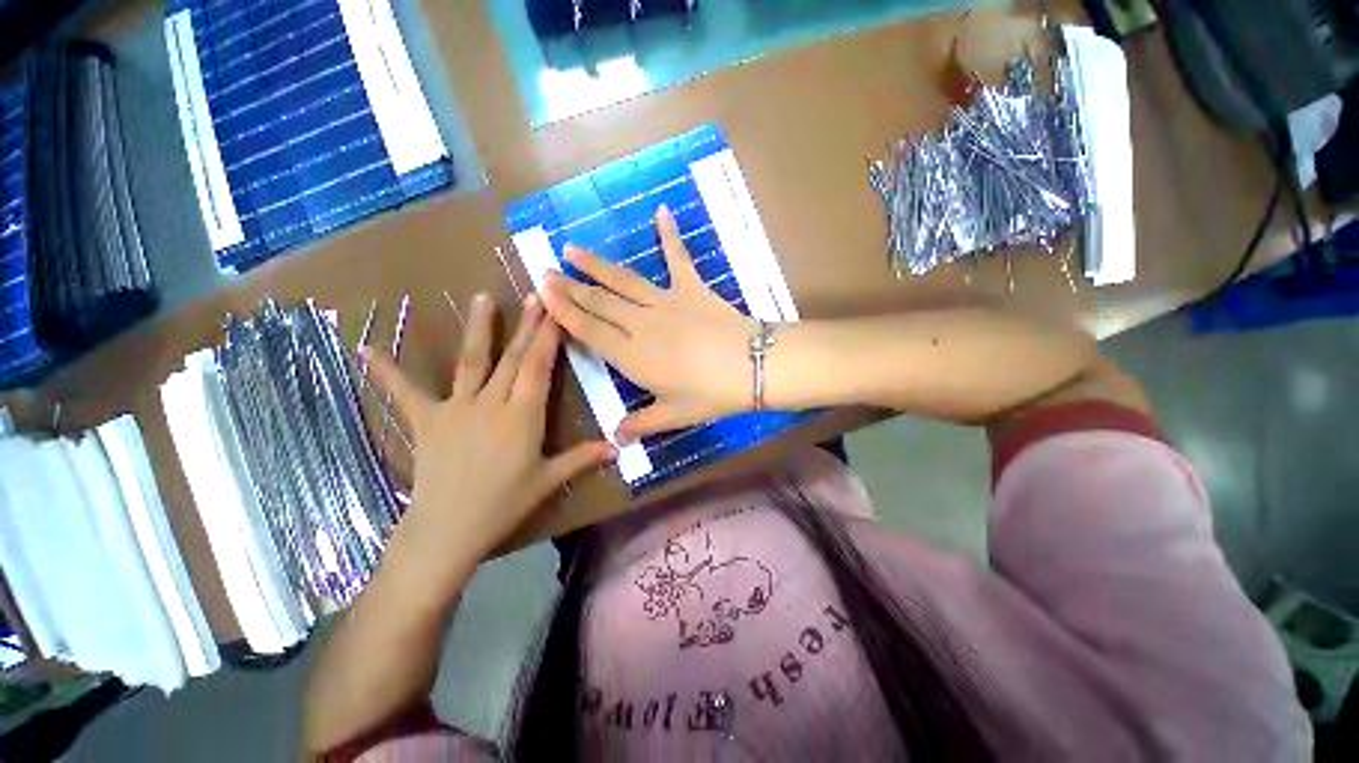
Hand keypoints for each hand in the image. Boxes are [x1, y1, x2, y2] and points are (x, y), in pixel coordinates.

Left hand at [364, 294, 613, 568]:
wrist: (447, 530)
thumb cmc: (503, 505)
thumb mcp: (547, 480)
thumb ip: (581, 458)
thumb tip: (618, 447)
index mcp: (523, 416)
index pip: (539, 367)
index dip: (548, 337)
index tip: (558, 311)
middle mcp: (491, 403)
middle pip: (513, 357)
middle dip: (527, 324)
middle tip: (537, 294)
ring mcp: (456, 408)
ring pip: (471, 361)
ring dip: (479, 329)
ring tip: (482, 297)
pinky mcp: (427, 420)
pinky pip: (405, 393)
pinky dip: (386, 372)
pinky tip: (365, 349)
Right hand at [542, 206, 755, 441]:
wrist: (751, 366)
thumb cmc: (711, 394)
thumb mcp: (674, 415)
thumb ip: (642, 424)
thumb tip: (616, 438)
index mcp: (632, 356)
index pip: (589, 331)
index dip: (565, 312)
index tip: (544, 294)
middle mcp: (640, 323)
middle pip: (599, 303)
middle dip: (570, 287)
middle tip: (546, 271)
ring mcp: (665, 301)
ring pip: (623, 280)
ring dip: (596, 265)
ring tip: (572, 248)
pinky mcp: (691, 287)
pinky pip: (678, 257)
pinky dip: (670, 234)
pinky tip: (662, 210)